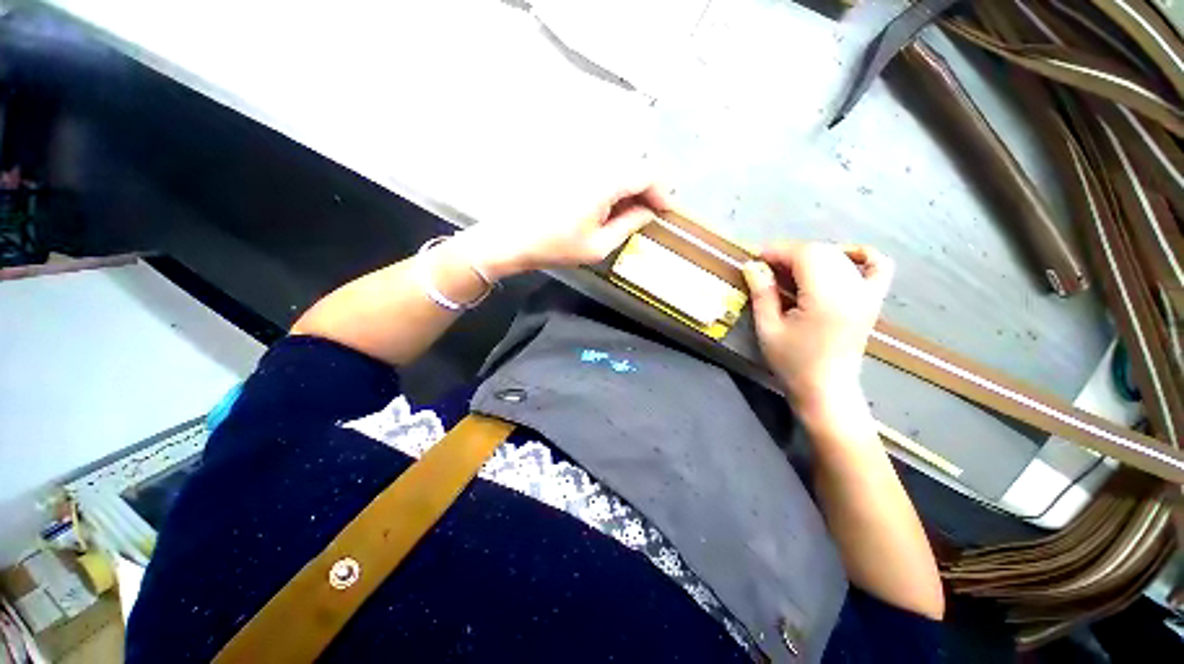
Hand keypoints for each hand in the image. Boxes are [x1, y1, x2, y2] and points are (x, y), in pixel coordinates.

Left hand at [452, 180, 669, 279]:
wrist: (511, 237)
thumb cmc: (555, 246)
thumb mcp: (598, 245)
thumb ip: (629, 225)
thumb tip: (648, 212)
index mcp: (604, 181)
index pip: (646, 173)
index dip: (662, 191)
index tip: (666, 211)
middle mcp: (593, 161)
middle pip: (634, 162)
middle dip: (648, 186)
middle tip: (649, 211)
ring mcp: (578, 160)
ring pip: (617, 162)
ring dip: (631, 184)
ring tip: (631, 211)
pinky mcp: (567, 164)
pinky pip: (600, 166)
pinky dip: (613, 182)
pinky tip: (609, 203)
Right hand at [742, 242, 892, 421]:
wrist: (825, 389)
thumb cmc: (792, 363)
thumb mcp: (768, 328)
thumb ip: (762, 293)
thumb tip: (752, 266)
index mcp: (827, 298)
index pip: (806, 254)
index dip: (778, 250)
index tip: (755, 257)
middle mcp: (853, 289)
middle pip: (822, 251)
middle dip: (790, 252)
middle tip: (766, 267)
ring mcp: (868, 293)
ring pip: (840, 255)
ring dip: (812, 255)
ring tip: (790, 269)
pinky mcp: (873, 300)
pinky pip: (877, 265)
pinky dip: (858, 255)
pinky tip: (838, 260)